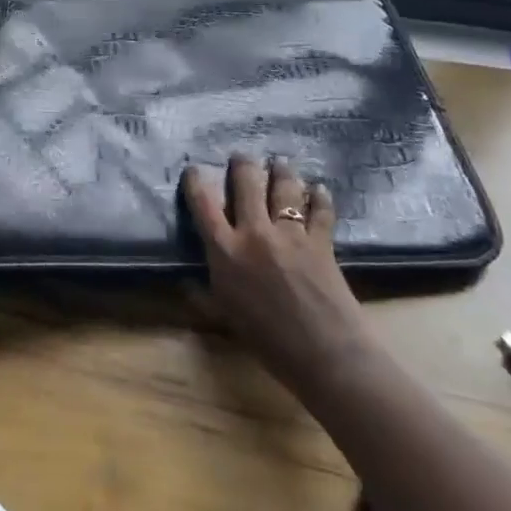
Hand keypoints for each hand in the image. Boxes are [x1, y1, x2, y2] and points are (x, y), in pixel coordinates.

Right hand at [183, 155, 367, 387]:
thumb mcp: (225, 317)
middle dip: (243, 164)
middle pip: (247, 183)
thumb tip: (185, 282)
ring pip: (284, 188)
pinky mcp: (321, 241)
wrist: (324, 354)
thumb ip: (203, 294)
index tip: (195, 169)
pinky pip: (320, 210)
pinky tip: (319, 189)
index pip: (203, 204)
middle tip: (242, 156)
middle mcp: (255, 233)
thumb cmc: (267, 342)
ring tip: (280, 162)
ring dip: (281, 171)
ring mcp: (291, 234)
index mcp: (225, 251)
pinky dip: (319, 197)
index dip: (197, 181)